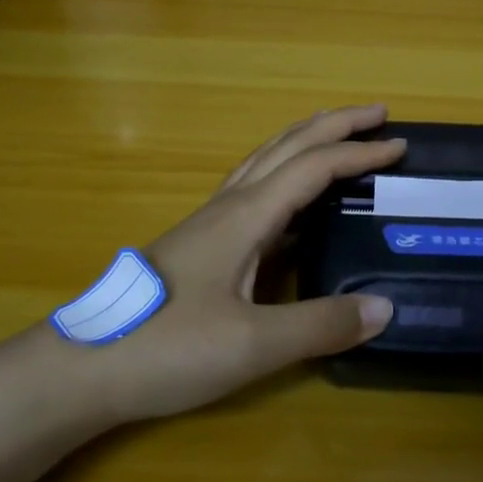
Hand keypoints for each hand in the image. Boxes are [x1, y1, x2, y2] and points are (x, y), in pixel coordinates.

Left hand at [90, 107, 403, 423]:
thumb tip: (384, 307)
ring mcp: (211, 220)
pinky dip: (286, 171)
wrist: (81, 367)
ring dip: (307, 139)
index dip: (359, 152)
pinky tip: (292, 201)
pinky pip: (254, 186)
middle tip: (377, 114)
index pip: (314, 166)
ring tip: (338, 135)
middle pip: (288, 144)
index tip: (400, 146)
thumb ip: (320, 325)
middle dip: (335, 124)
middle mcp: (230, 205)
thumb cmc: (167, 348)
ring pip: (266, 159)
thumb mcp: (252, 344)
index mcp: (247, 215)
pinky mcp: (200, 242)